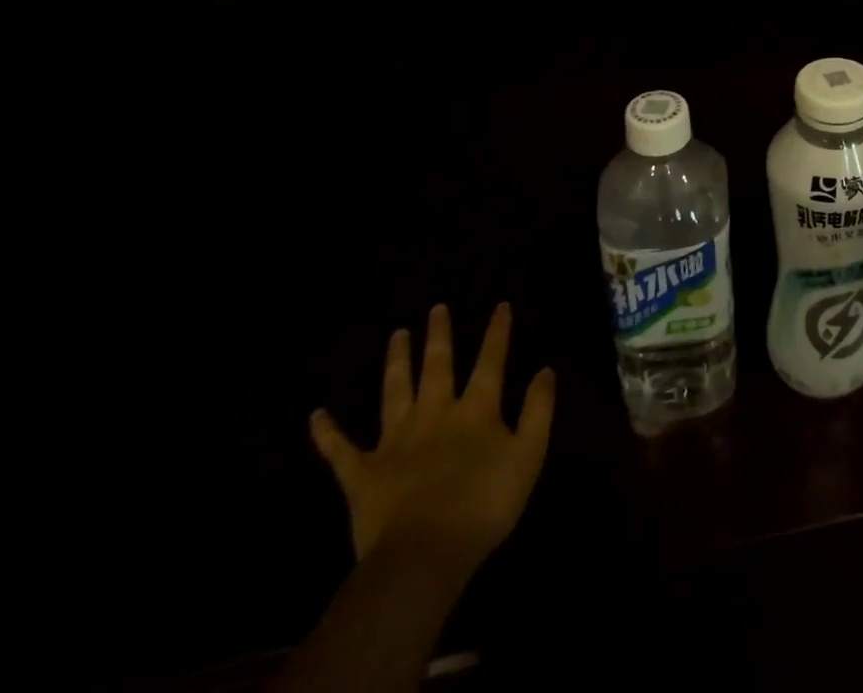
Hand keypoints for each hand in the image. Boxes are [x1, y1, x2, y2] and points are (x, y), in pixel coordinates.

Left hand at [310, 303, 555, 569]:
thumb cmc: (484, 505)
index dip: (497, 332)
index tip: (500, 305)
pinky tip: (317, 415)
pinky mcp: (362, 474)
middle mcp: (435, 414)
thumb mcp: (528, 455)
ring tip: (397, 335)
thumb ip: (538, 410)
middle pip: (438, 366)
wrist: (423, 556)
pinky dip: (328, 433)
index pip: (490, 361)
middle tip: (436, 308)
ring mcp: (395, 442)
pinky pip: (340, 450)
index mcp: (476, 410)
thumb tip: (545, 369)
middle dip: (439, 336)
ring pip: (395, 392)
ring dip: (396, 362)